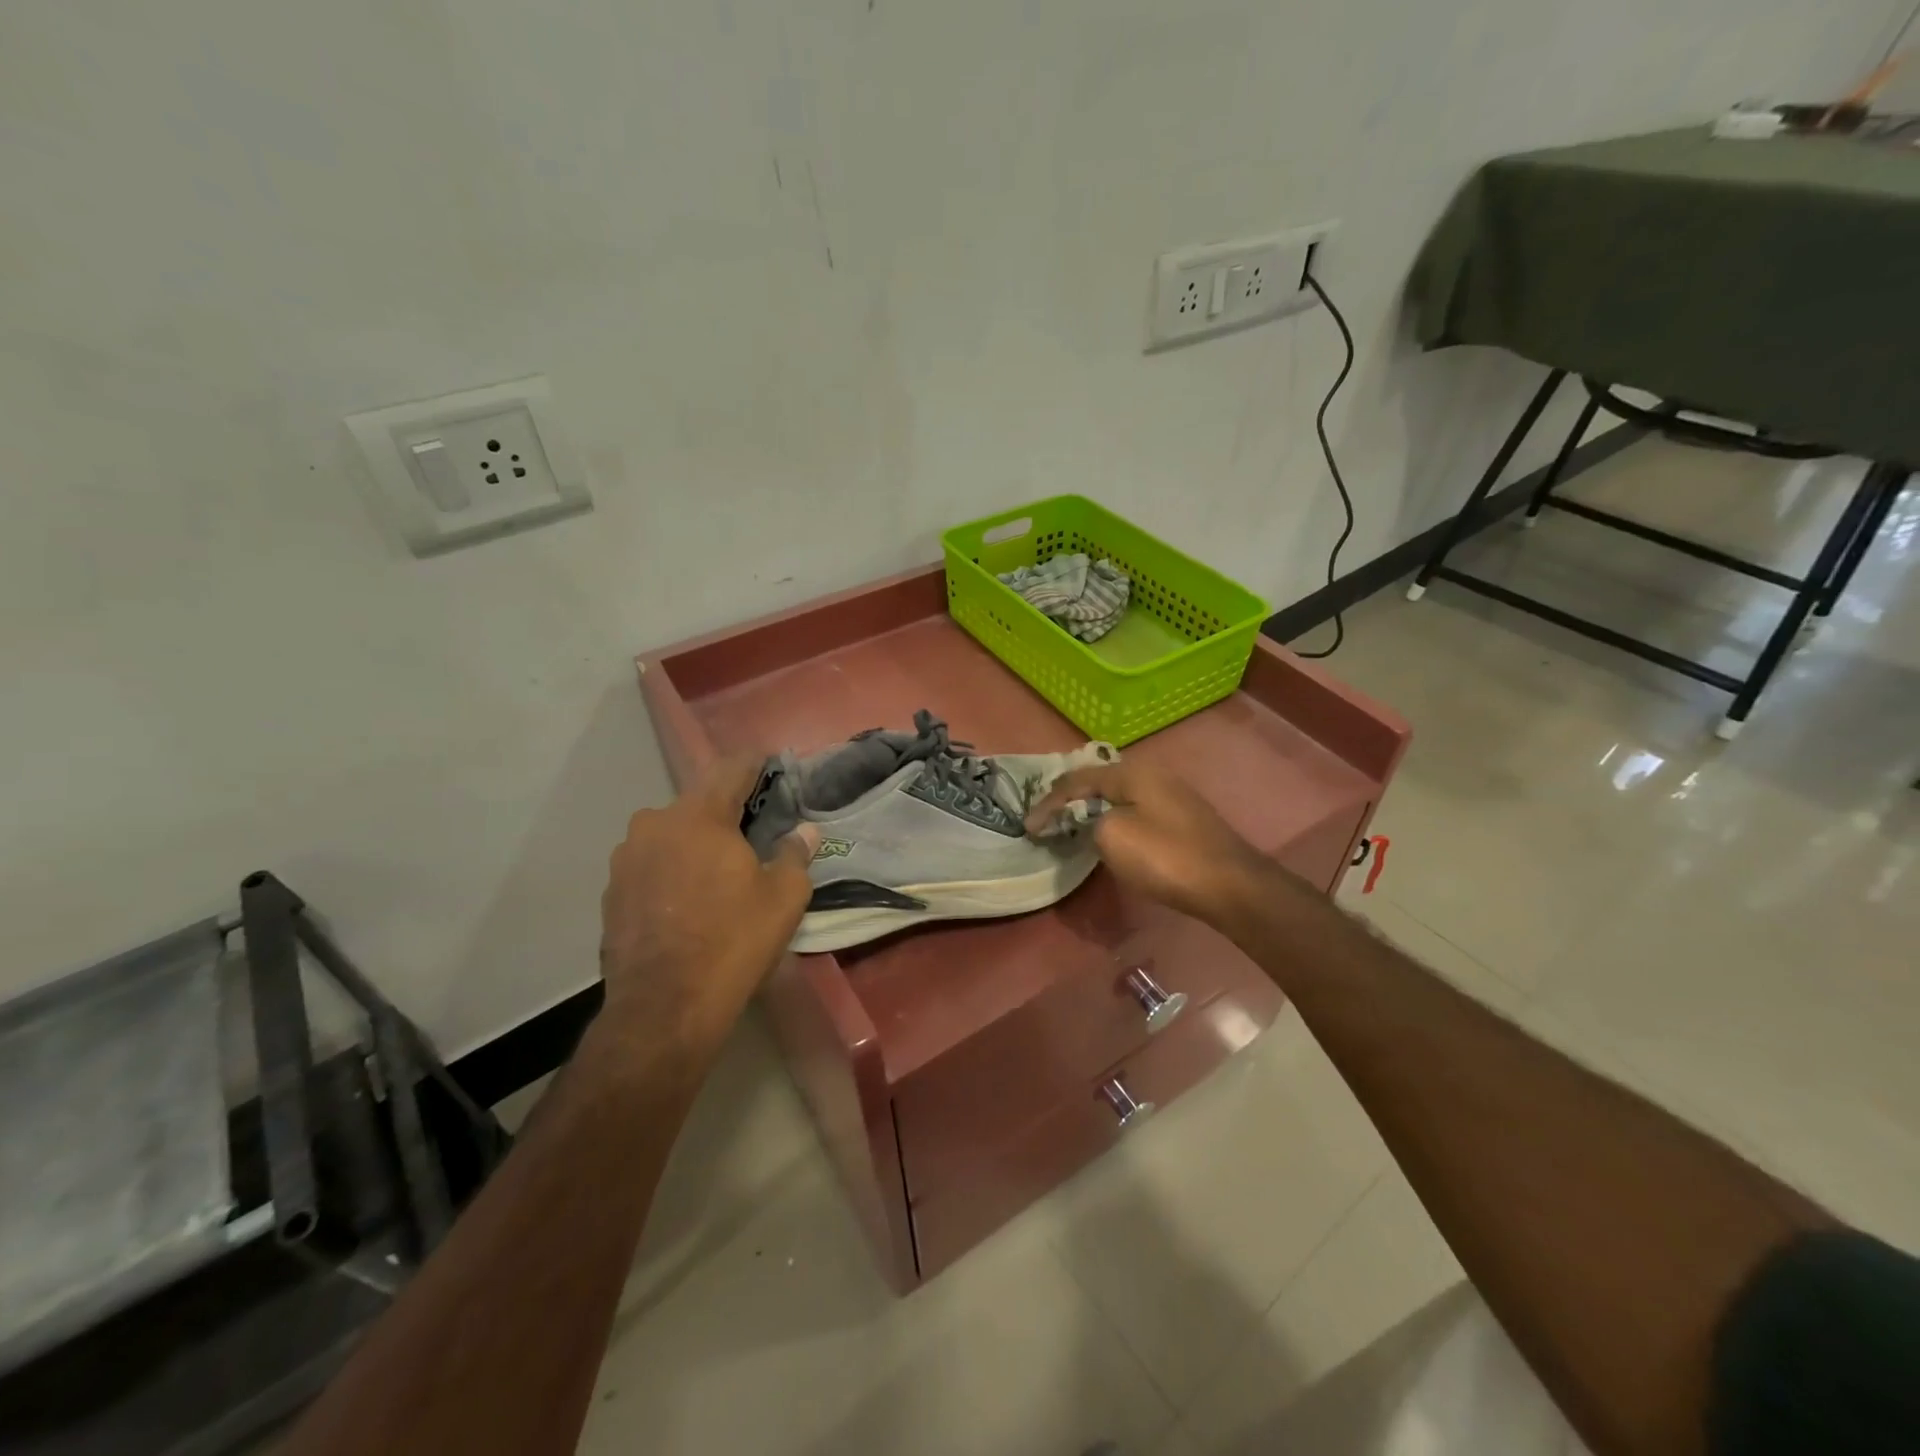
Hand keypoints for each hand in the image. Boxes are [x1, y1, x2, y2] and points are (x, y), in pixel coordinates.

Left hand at [600, 755, 817, 1052]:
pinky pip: (650, 865)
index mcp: (699, 816)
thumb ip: (795, 854)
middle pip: (697, 803)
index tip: (769, 762)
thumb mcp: (784, 898)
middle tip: (751, 830)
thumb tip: (804, 831)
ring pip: (670, 834)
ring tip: (717, 870)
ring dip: (694, 842)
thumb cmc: (733, 941)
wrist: (664, 1008)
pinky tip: (687, 900)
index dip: (753, 763)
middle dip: (724, 811)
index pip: (730, 770)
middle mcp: (654, 824)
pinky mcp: (610, 892)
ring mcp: (626, 858)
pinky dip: (671, 870)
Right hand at [1024, 760, 1269, 926]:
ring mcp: (1171, 796)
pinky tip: (1108, 834)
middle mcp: (1152, 774)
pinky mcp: (1182, 819)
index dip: (1049, 802)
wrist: (1230, 885)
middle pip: (1099, 781)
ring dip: (1091, 810)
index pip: (1077, 779)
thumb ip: (1090, 821)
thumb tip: (1093, 821)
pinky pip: (1135, 811)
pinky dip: (1112, 820)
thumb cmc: (1165, 857)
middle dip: (1070, 799)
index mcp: (1132, 772)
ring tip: (1070, 825)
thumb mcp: (1112, 836)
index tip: (1028, 827)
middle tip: (1047, 818)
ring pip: (1118, 796)